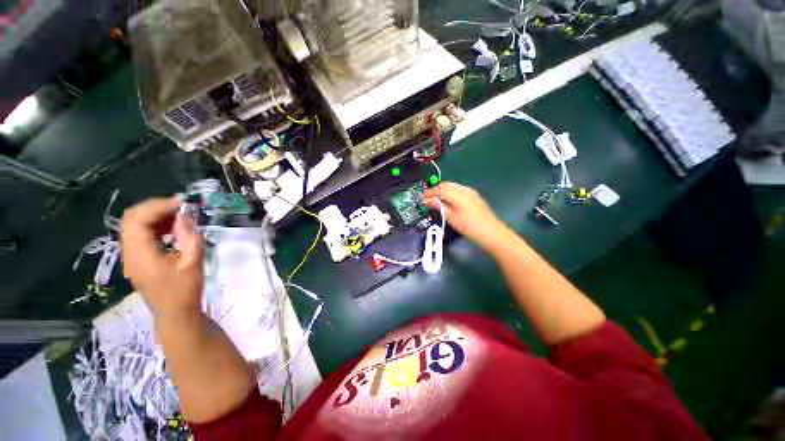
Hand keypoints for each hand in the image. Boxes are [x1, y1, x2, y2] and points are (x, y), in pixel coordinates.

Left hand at [120, 198, 203, 321]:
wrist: (175, 313)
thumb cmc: (185, 290)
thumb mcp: (192, 262)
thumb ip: (189, 237)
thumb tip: (185, 216)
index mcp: (140, 254)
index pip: (138, 220)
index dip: (158, 207)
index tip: (182, 204)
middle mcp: (129, 253)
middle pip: (131, 219)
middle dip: (155, 208)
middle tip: (180, 208)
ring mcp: (131, 256)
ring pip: (134, 226)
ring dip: (155, 217)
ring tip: (179, 217)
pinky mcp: (137, 260)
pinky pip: (140, 235)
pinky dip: (155, 227)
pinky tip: (172, 230)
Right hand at [423, 182, 506, 249]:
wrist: (492, 233)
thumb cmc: (470, 228)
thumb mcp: (452, 218)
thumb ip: (440, 207)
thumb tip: (427, 201)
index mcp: (459, 195)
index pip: (440, 189)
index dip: (429, 193)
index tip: (421, 198)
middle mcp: (465, 190)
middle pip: (446, 185)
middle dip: (435, 190)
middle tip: (427, 199)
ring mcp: (471, 192)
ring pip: (452, 186)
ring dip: (442, 190)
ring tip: (435, 200)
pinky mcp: (474, 196)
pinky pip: (458, 189)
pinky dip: (450, 192)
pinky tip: (447, 200)